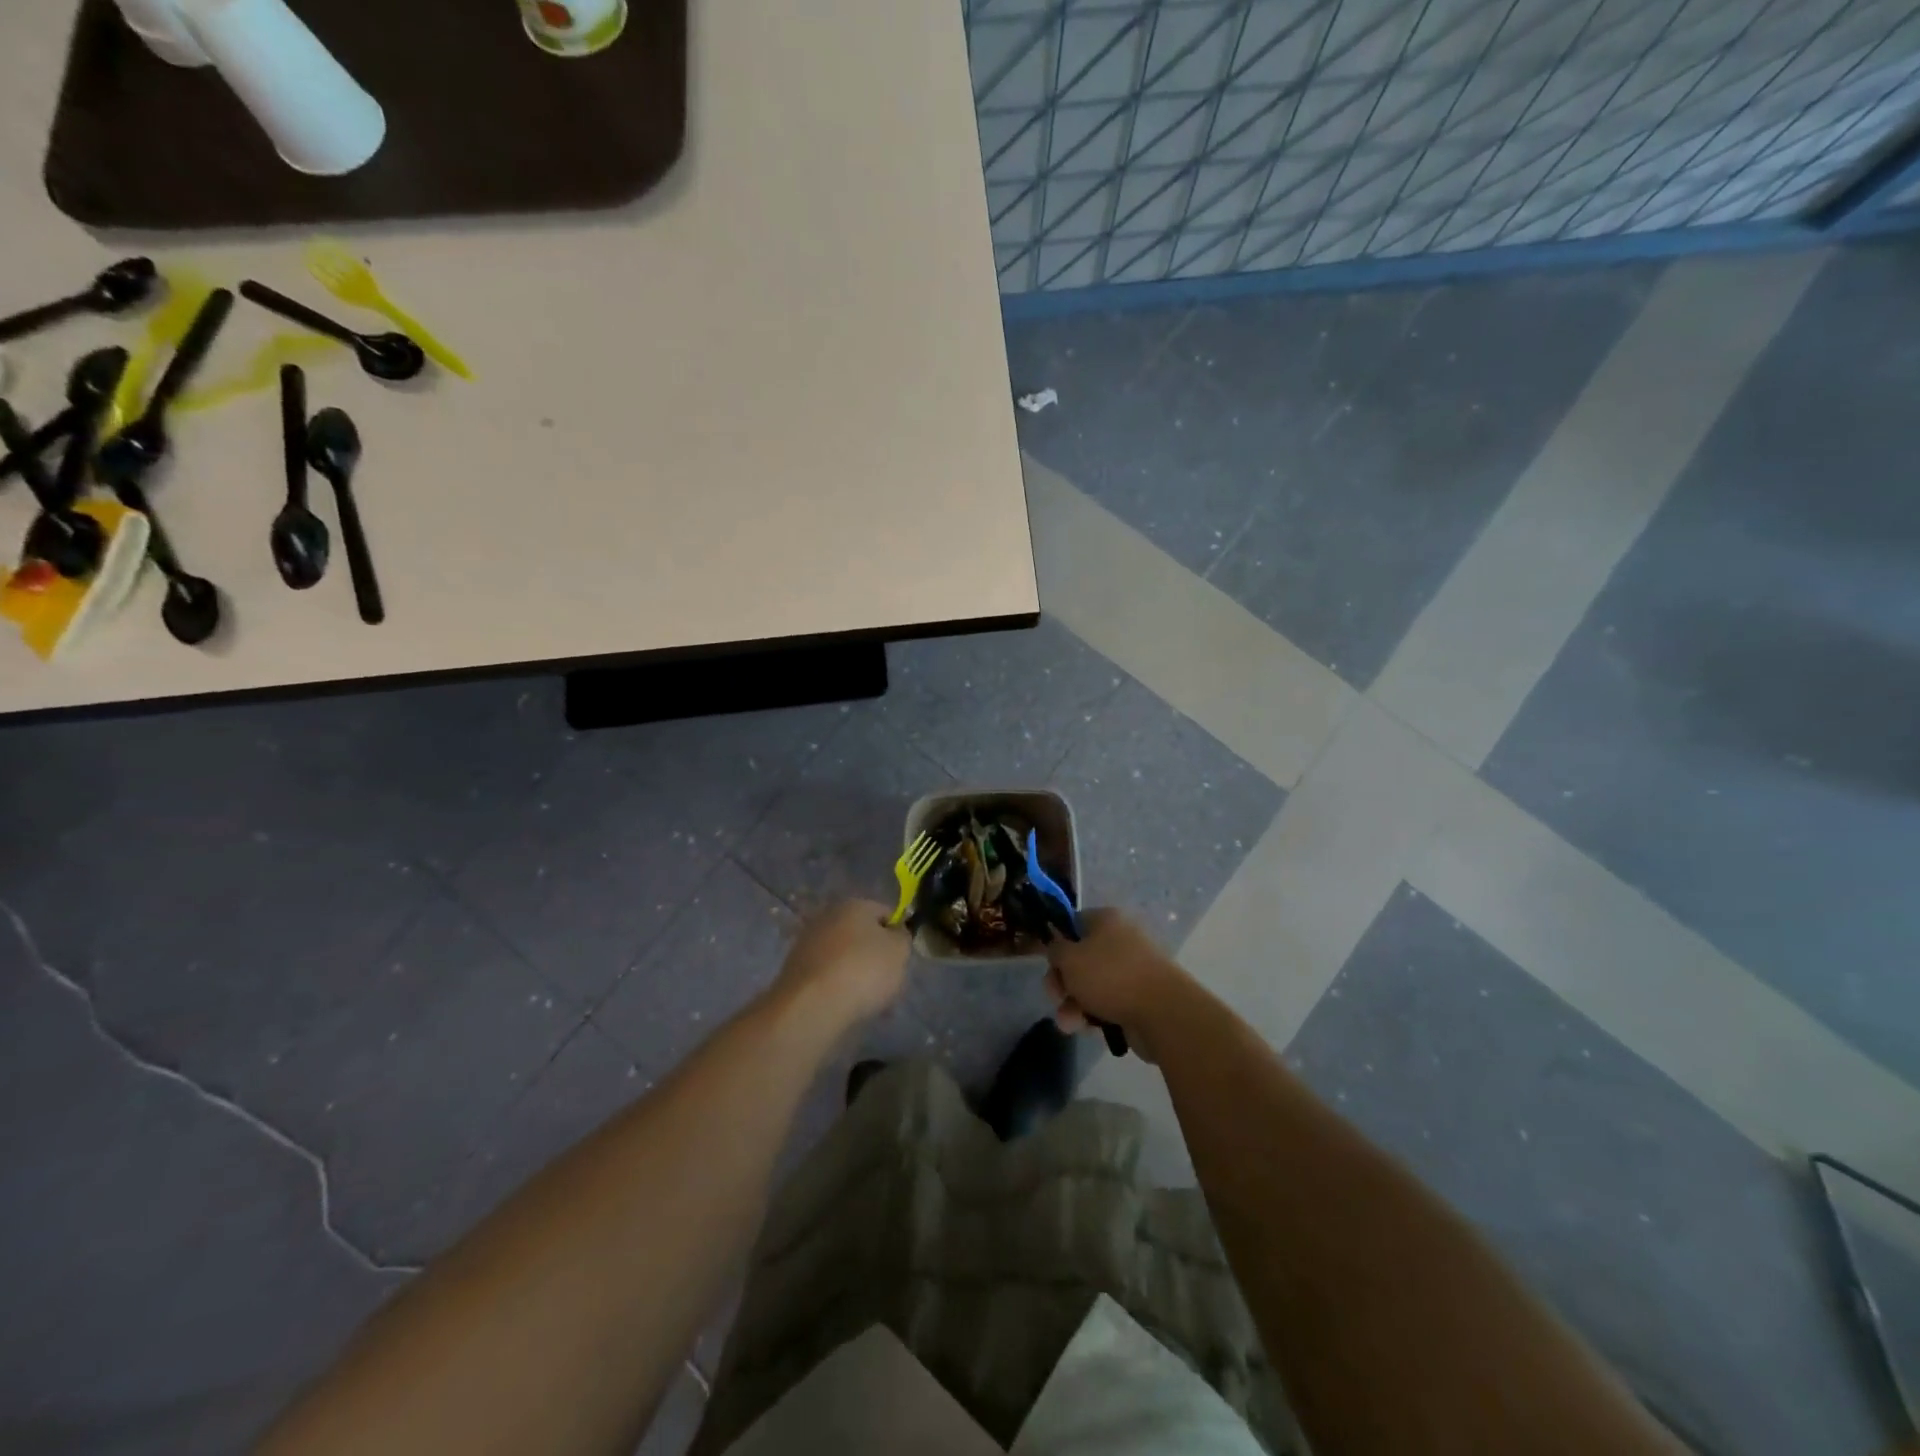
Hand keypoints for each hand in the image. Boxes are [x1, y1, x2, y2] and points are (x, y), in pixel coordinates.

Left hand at [772, 899, 910, 1031]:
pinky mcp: (795, 970)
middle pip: (863, 936)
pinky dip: (838, 988)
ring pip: (845, 958)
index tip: (902, 960)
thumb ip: (902, 937)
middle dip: (876, 958)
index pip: (886, 913)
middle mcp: (828, 916)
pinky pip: (828, 976)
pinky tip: (847, 1008)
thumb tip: (894, 933)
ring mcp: (808, 943)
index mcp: (854, 904)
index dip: (898, 935)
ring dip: (857, 975)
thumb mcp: (899, 951)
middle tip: (888, 984)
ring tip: (869, 1003)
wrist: (812, 1006)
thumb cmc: (863, 971)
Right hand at [1044, 908, 1187, 1062]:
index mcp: (1107, 920)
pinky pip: (1107, 1003)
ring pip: (1091, 985)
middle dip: (1063, 982)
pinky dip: (1094, 1015)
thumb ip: (1055, 949)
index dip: (1057, 943)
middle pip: (1080, 958)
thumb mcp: (1069, 958)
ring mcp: (1132, 970)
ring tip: (1069, 1023)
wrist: (1162, 1013)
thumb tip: (1058, 948)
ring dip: (1073, 1004)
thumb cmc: (1110, 976)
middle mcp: (1120, 940)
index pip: (1073, 923)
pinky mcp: (1138, 998)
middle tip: (1056, 996)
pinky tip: (1086, 1029)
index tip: (1047, 963)